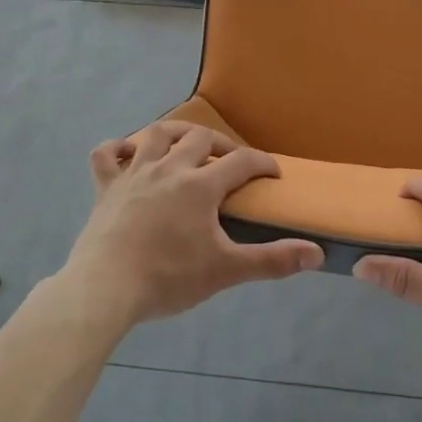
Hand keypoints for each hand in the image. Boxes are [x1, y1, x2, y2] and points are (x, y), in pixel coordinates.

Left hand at [59, 122, 322, 330]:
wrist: (105, 288)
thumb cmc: (168, 278)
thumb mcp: (225, 270)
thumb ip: (272, 260)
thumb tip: (316, 253)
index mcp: (200, 185)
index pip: (241, 161)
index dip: (262, 163)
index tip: (273, 173)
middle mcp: (168, 169)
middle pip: (200, 138)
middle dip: (221, 144)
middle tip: (231, 161)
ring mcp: (133, 175)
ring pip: (156, 134)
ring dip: (175, 132)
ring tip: (186, 143)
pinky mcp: (105, 188)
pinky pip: (105, 155)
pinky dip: (116, 149)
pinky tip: (126, 154)